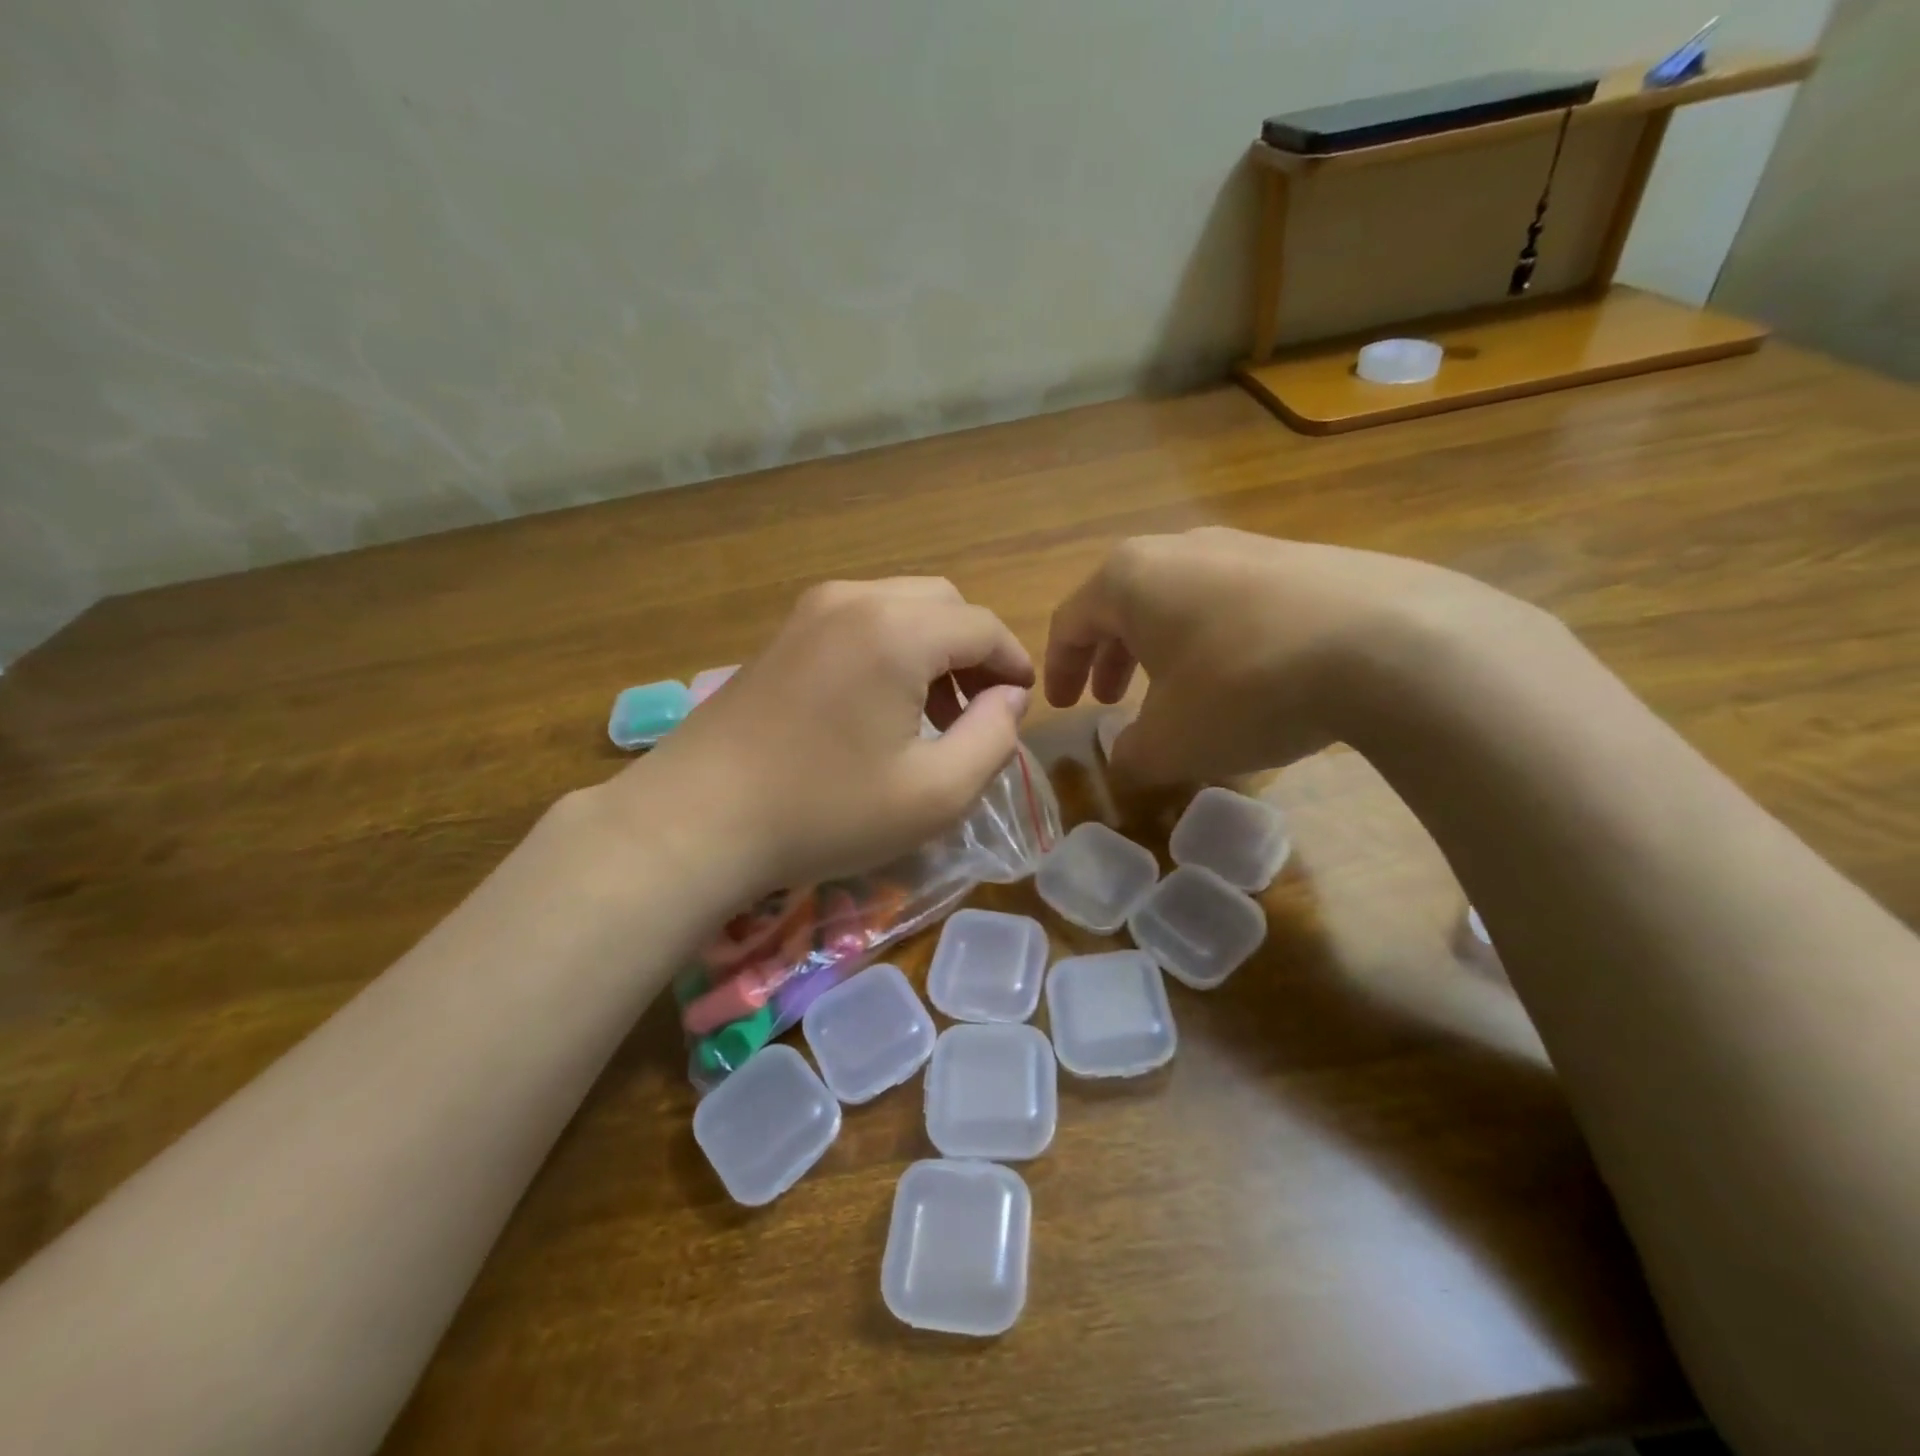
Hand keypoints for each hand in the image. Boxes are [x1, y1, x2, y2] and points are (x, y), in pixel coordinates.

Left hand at [617, 578, 1033, 900]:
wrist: (697, 819)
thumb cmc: (825, 812)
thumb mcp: (935, 793)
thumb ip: (993, 738)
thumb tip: (1009, 697)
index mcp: (897, 630)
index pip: (982, 626)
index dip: (1014, 663)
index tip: (1021, 705)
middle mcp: (855, 600)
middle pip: (943, 605)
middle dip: (973, 651)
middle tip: (977, 711)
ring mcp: (810, 612)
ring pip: (899, 608)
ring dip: (931, 649)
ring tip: (932, 715)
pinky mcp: (783, 634)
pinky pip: (859, 622)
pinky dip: (890, 649)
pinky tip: (879, 706)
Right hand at [1045, 527, 1548, 781]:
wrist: (1388, 644)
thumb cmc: (1243, 687)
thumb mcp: (1171, 742)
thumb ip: (1131, 755)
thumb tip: (1127, 760)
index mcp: (1129, 578)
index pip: (1071, 621)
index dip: (1059, 669)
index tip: (1065, 707)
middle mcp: (1181, 548)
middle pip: (1124, 604)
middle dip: (1111, 657)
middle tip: (1111, 699)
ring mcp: (1247, 546)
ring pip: (1181, 600)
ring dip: (1164, 649)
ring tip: (1175, 693)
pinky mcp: (1303, 560)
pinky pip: (1235, 602)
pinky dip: (1217, 641)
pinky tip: (1244, 680)